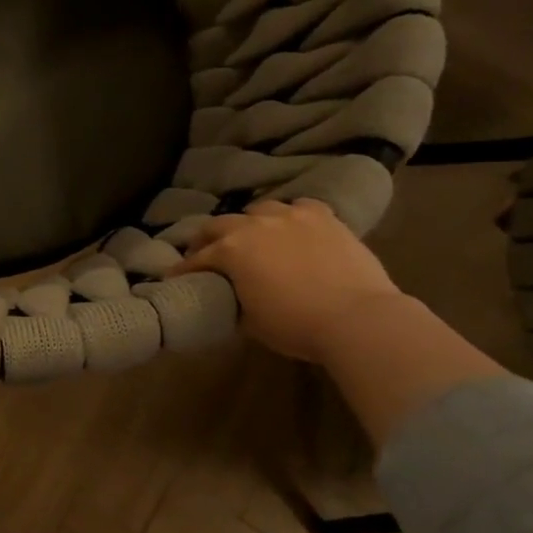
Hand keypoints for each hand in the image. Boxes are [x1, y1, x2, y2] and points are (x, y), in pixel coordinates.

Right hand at [172, 199, 407, 363]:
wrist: (358, 319)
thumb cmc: (295, 325)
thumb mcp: (249, 321)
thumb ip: (234, 300)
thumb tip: (232, 298)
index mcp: (230, 250)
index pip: (196, 259)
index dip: (183, 270)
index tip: (174, 277)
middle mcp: (255, 225)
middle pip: (219, 224)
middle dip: (207, 239)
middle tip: (206, 253)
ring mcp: (292, 217)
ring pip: (260, 210)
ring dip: (250, 223)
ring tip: (253, 237)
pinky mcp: (326, 218)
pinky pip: (301, 207)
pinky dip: (292, 216)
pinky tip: (294, 228)